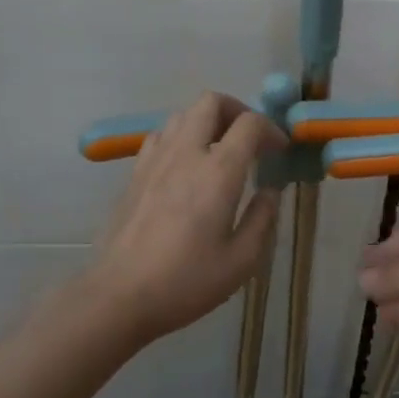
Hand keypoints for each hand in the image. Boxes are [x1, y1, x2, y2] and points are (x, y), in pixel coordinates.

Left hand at [89, 92, 284, 342]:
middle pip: (210, 102)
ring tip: (220, 150)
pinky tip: (186, 166)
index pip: (249, 124)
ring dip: (207, 122)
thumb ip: (262, 218)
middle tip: (250, 139)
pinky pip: (160, 136)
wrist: (118, 295)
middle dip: (237, 110)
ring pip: (182, 114)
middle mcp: (185, 154)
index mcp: (218, 172)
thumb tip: (270, 191)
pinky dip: (180, 137)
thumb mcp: (241, 260)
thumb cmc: (186, 281)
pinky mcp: (134, 173)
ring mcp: (154, 160)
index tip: (279, 151)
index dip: (271, 129)